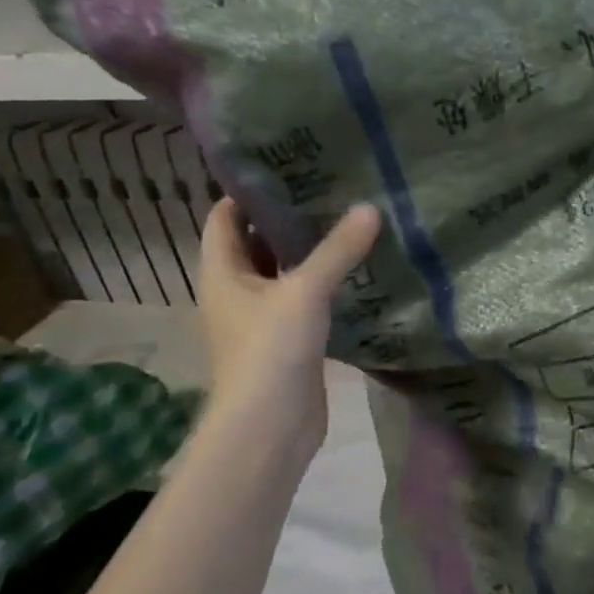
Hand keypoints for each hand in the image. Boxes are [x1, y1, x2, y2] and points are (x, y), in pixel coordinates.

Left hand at [198, 199, 381, 444]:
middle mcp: (237, 291)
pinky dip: (326, 283)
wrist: (269, 427)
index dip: (248, 191)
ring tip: (350, 220)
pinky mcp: (290, 340)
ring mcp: (263, 317)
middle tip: (331, 188)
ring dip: (310, 251)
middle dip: (287, 217)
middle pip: (257, 242)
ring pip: (285, 272)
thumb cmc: (269, 350)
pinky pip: (306, 299)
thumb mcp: (304, 292)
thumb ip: (338, 250)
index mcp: (223, 272)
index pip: (225, 218)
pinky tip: (359, 270)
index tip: (287, 166)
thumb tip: (370, 208)